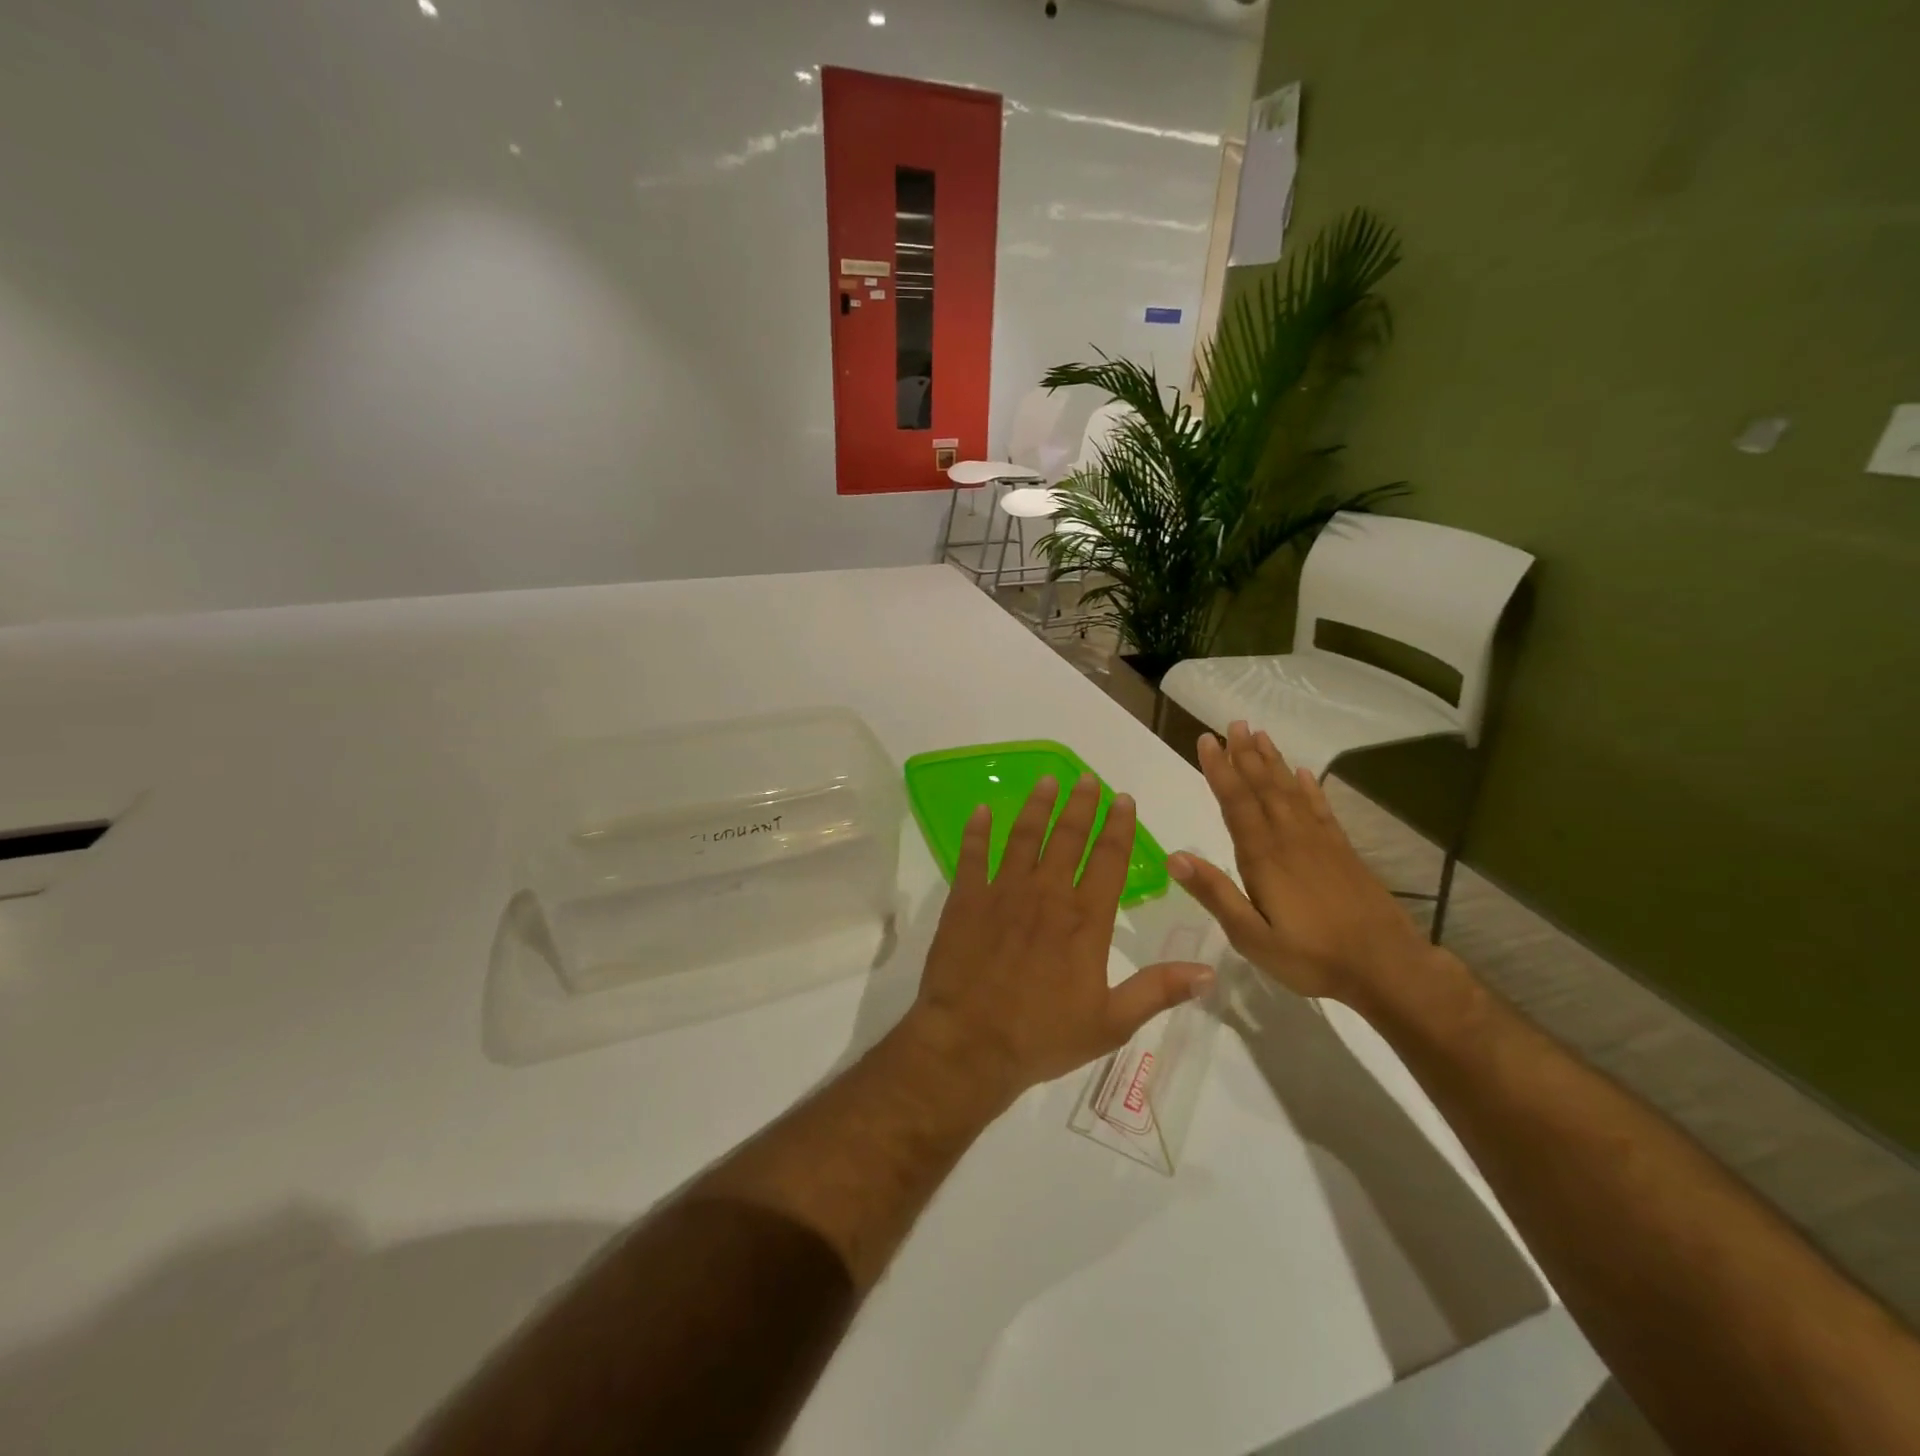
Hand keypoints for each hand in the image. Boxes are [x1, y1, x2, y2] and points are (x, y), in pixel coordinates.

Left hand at [906, 774, 1215, 1104]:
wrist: (970, 1044)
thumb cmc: (1042, 1036)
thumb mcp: (1111, 1023)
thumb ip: (1158, 991)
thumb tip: (1209, 972)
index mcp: (1085, 920)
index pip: (1110, 860)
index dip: (1119, 827)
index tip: (1124, 800)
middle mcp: (1047, 894)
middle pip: (1068, 837)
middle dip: (1081, 805)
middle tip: (1087, 778)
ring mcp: (1003, 892)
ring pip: (1024, 836)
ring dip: (1037, 806)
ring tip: (1048, 780)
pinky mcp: (966, 899)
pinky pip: (973, 855)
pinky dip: (978, 831)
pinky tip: (982, 810)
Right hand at [1167, 721, 1436, 1011]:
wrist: (1388, 968)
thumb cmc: (1312, 957)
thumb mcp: (1251, 936)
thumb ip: (1215, 893)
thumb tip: (1173, 856)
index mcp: (1264, 858)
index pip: (1236, 803)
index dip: (1219, 771)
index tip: (1206, 740)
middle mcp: (1290, 839)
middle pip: (1263, 788)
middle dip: (1245, 755)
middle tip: (1233, 724)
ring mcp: (1320, 843)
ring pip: (1291, 791)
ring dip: (1273, 762)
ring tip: (1260, 735)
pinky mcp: (1343, 852)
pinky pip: (1321, 809)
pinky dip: (1310, 788)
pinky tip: (1304, 772)